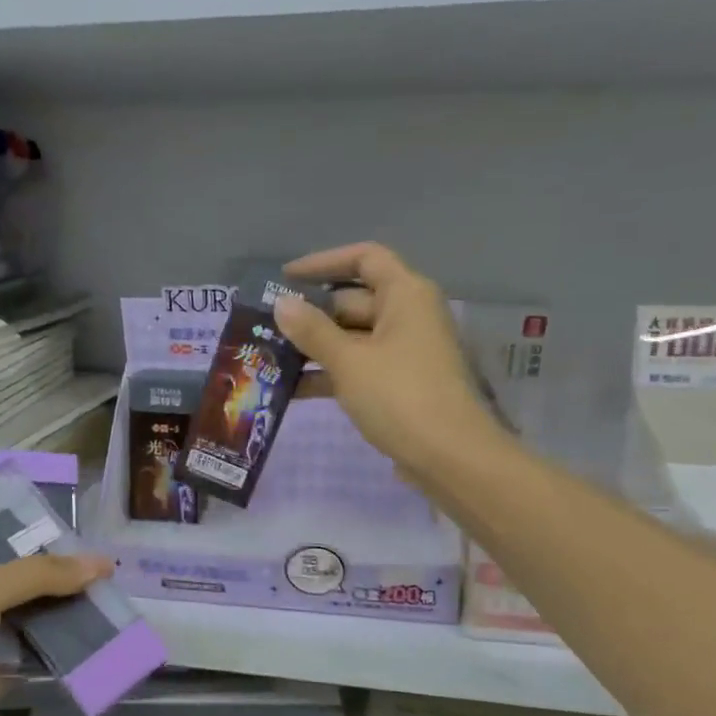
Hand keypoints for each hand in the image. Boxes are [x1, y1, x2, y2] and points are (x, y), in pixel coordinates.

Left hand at [0, 545, 110, 715]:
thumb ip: (39, 576)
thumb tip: (103, 563)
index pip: (1, 545)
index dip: (40, 542)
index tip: (85, 540)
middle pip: (19, 586)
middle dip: (58, 582)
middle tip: (109, 576)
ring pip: (27, 624)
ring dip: (61, 619)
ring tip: (112, 605)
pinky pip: (27, 663)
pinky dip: (54, 657)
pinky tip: (93, 645)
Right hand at [273, 242, 501, 479]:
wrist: (450, 457)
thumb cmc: (399, 396)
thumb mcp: (348, 361)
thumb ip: (312, 330)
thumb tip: (281, 304)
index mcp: (405, 295)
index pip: (364, 258)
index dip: (323, 262)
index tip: (285, 278)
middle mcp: (409, 316)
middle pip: (354, 300)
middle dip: (311, 314)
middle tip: (266, 326)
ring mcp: (406, 352)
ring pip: (353, 338)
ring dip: (316, 348)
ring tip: (270, 358)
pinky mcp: (400, 384)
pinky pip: (360, 367)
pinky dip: (331, 373)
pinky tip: (292, 389)